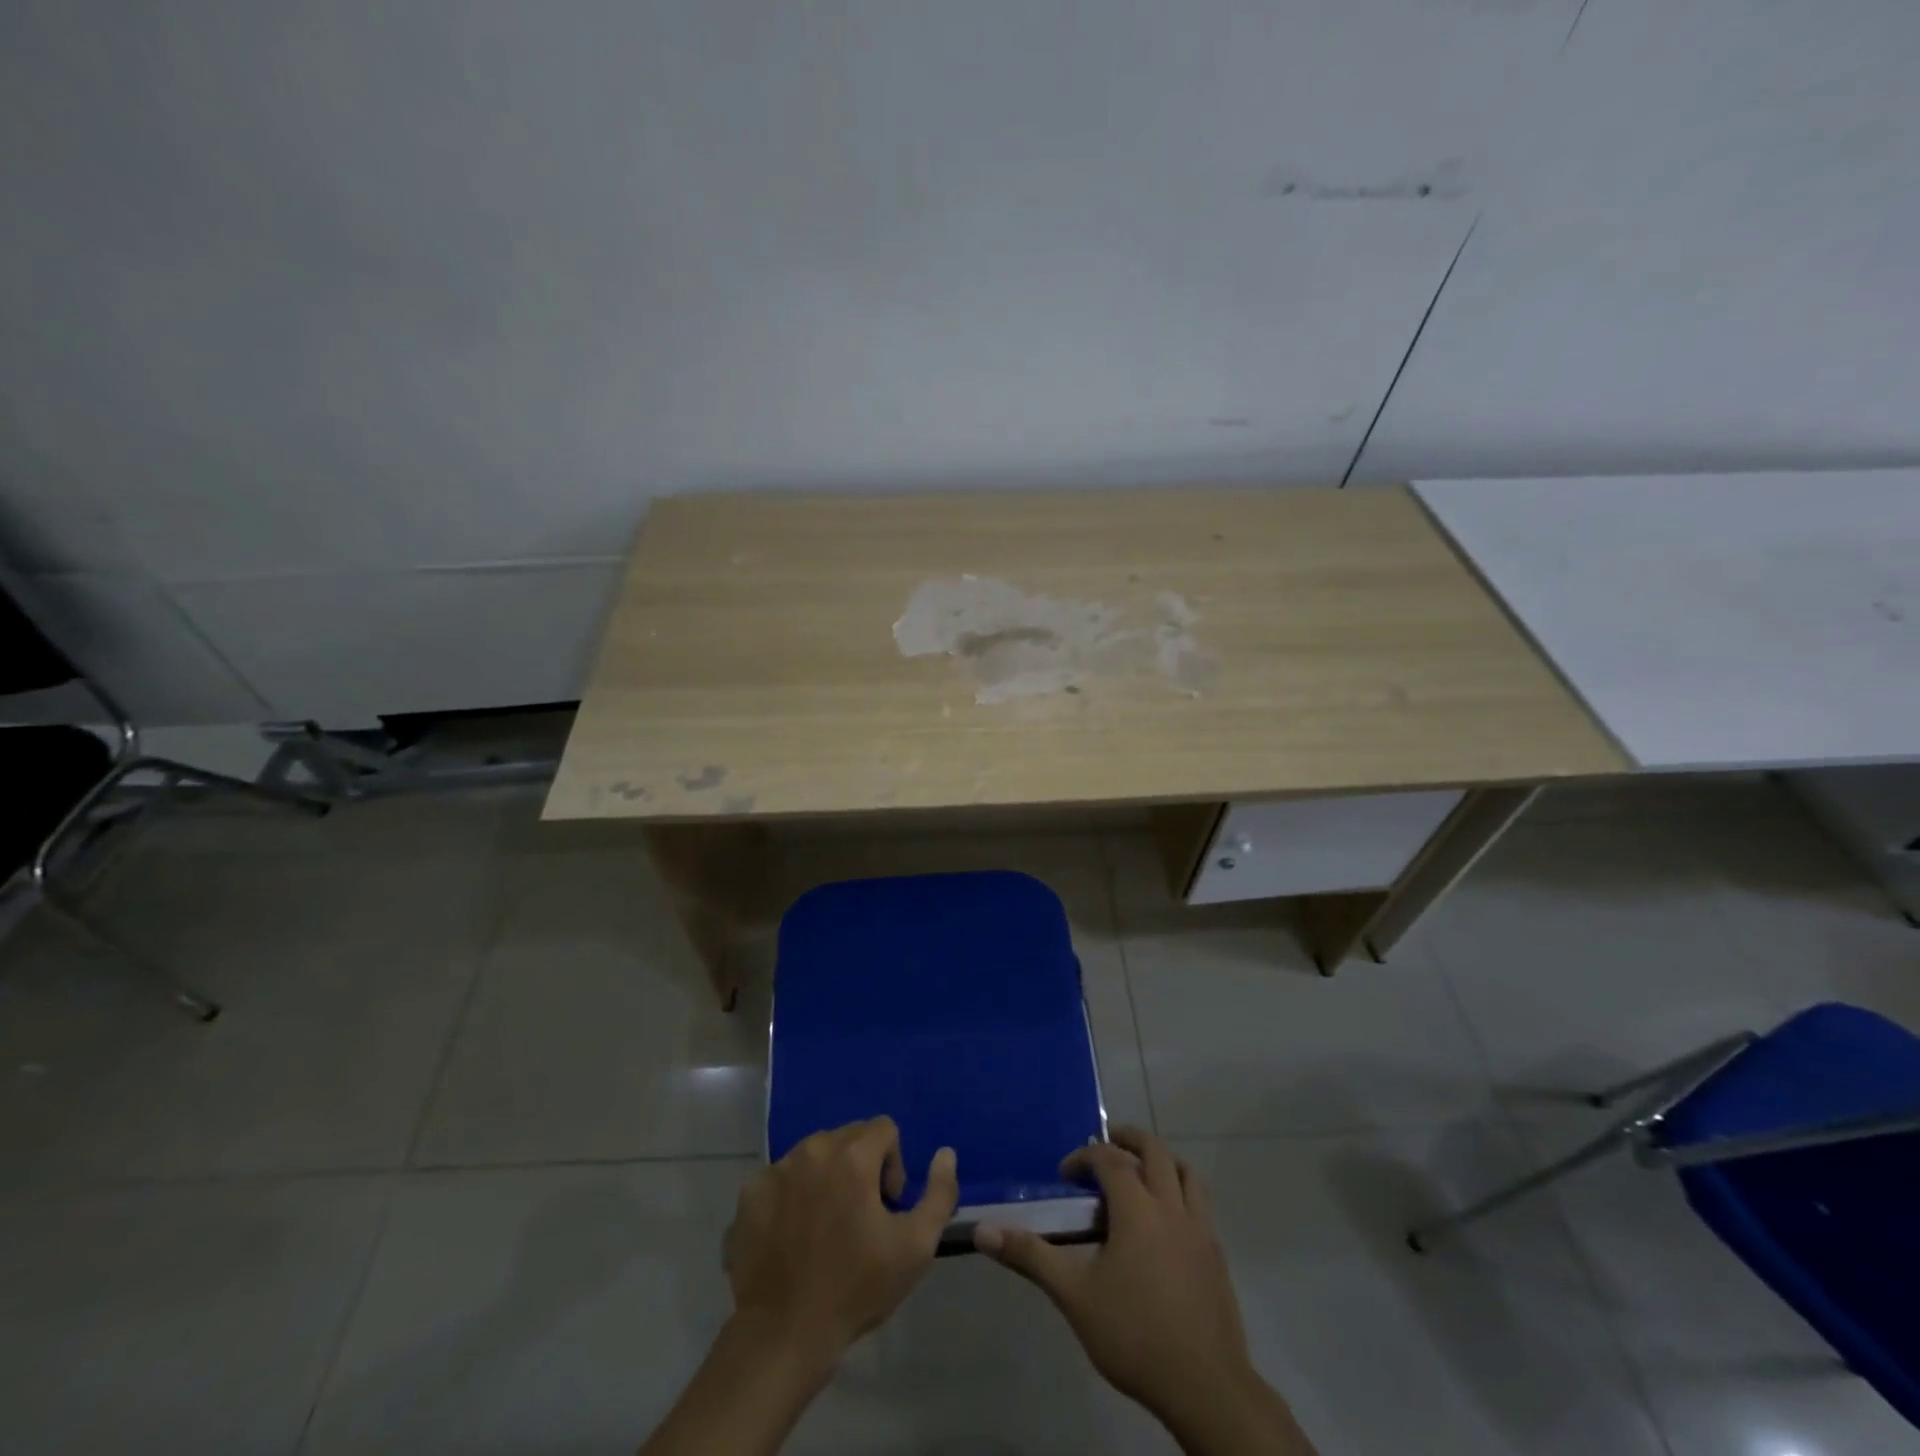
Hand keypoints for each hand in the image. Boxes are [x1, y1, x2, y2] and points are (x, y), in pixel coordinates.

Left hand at [725, 1116, 958, 1363]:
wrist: (784, 1334)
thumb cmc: (856, 1288)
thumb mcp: (916, 1247)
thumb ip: (940, 1193)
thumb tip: (945, 1152)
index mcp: (852, 1154)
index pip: (884, 1129)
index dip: (893, 1166)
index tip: (886, 1208)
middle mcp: (812, 1149)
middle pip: (848, 1138)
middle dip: (860, 1169)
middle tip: (858, 1220)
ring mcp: (776, 1169)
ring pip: (813, 1156)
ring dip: (825, 1180)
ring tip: (824, 1230)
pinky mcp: (749, 1194)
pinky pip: (780, 1180)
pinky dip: (790, 1198)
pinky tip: (792, 1239)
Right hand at [973, 1125, 1269, 1442]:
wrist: (1206, 1388)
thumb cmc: (1135, 1336)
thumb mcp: (1074, 1296)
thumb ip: (1031, 1257)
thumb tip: (983, 1231)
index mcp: (1137, 1209)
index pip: (1110, 1160)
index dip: (1085, 1157)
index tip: (1065, 1173)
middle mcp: (1172, 1207)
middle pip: (1155, 1151)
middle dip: (1128, 1140)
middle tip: (1107, 1142)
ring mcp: (1200, 1229)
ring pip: (1185, 1173)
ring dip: (1161, 1160)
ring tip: (1140, 1171)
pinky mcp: (1217, 1255)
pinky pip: (1200, 1204)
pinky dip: (1180, 1192)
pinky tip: (1165, 1222)